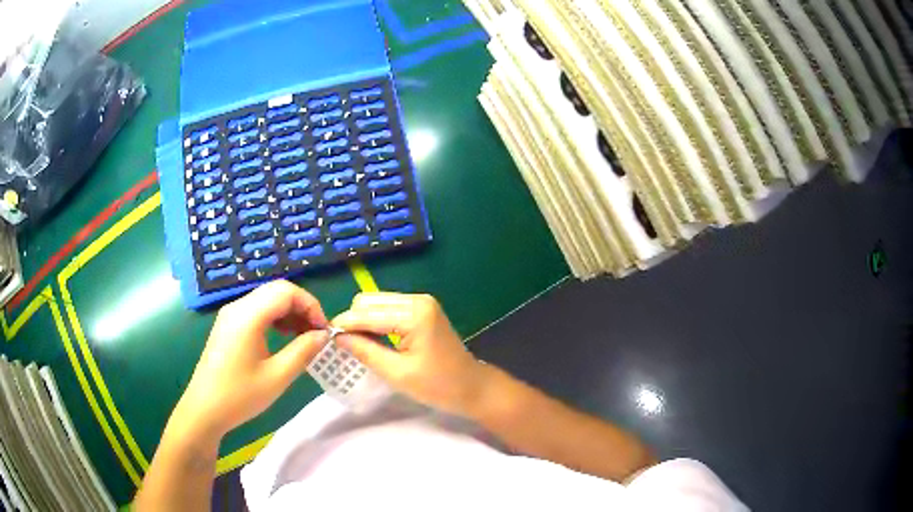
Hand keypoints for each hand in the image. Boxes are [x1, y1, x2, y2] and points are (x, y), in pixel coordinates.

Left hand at [174, 280, 328, 437]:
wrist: (204, 409)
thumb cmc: (240, 396)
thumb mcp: (277, 377)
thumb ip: (302, 352)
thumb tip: (323, 335)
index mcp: (248, 316)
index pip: (286, 291)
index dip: (310, 305)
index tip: (323, 331)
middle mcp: (237, 307)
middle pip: (276, 291)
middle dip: (301, 307)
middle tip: (316, 333)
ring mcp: (230, 315)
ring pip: (267, 299)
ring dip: (289, 312)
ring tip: (304, 337)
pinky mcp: (228, 325)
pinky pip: (256, 310)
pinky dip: (275, 318)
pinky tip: (283, 337)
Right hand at [332, 293, 487, 414]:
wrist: (472, 386)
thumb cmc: (438, 385)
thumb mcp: (397, 373)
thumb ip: (365, 351)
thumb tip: (337, 337)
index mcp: (414, 314)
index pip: (366, 313)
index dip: (344, 325)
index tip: (324, 338)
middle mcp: (417, 299)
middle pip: (368, 301)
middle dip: (352, 321)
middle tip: (343, 346)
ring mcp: (421, 302)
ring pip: (376, 302)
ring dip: (363, 320)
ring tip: (356, 344)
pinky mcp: (421, 309)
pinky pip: (388, 308)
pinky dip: (375, 321)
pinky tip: (372, 339)